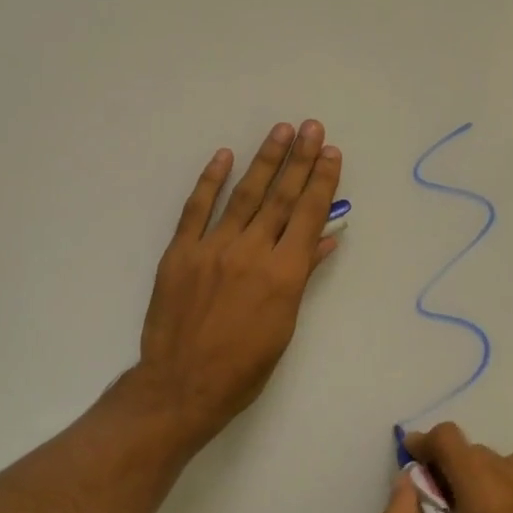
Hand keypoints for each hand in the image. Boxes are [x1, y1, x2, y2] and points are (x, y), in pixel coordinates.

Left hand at [132, 121, 342, 446]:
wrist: (182, 385)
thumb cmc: (243, 368)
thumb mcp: (283, 326)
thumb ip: (301, 277)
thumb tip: (324, 237)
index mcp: (283, 274)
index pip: (308, 216)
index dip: (322, 182)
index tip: (332, 153)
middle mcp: (252, 252)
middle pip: (280, 198)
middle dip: (300, 160)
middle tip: (312, 127)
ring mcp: (212, 248)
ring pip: (243, 196)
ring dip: (264, 161)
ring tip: (281, 131)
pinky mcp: (181, 253)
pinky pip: (196, 209)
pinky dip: (210, 181)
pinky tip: (224, 157)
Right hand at [378, 422, 512, 512]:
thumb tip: (406, 482)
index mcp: (485, 496)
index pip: (449, 439)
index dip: (424, 445)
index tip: (413, 467)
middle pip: (469, 449)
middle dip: (446, 465)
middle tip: (436, 504)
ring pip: (495, 458)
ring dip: (474, 472)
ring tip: (470, 511)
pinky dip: (500, 481)